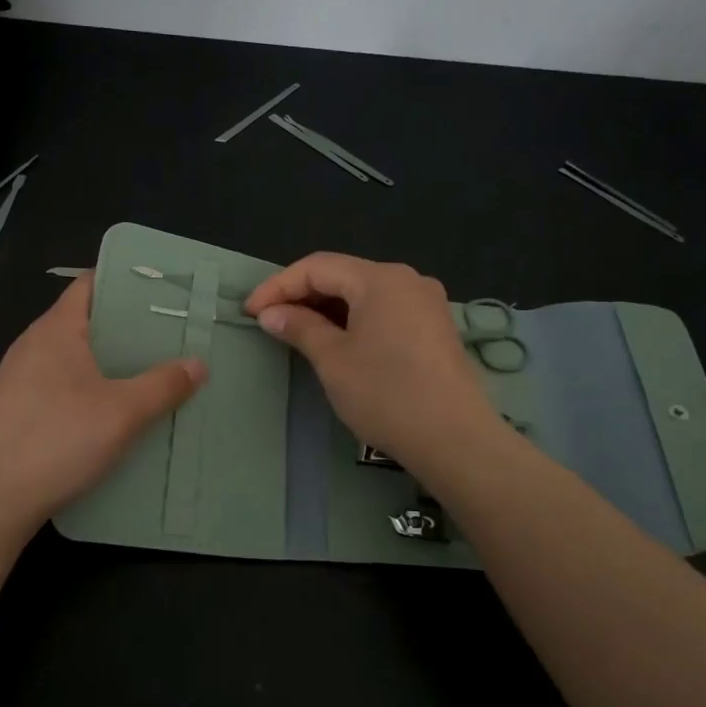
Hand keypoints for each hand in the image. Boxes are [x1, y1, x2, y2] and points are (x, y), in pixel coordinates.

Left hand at [0, 273, 206, 533]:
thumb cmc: (59, 440)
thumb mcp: (123, 412)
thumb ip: (164, 385)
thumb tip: (198, 363)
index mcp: (55, 329)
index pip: (89, 284)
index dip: (124, 281)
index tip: (161, 291)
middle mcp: (32, 344)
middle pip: (84, 319)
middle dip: (124, 325)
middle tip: (167, 335)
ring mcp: (19, 378)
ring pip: (72, 354)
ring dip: (107, 359)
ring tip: (147, 370)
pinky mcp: (16, 408)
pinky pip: (59, 382)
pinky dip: (88, 385)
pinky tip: (111, 409)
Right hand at [246, 252, 500, 471]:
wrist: (455, 439)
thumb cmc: (386, 394)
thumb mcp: (333, 360)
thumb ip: (300, 328)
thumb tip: (271, 314)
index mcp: (381, 278)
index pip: (317, 267)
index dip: (278, 286)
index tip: (250, 312)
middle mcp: (407, 279)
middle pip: (343, 275)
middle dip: (302, 295)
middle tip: (269, 321)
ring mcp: (426, 303)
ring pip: (364, 293)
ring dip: (327, 308)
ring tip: (297, 331)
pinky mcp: (435, 327)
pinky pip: (385, 310)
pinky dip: (354, 319)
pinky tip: (337, 340)